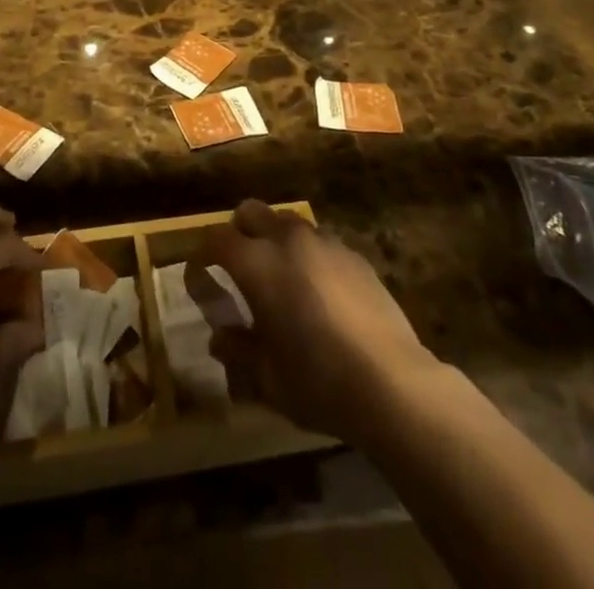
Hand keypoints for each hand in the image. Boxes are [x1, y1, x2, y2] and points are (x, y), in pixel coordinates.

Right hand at [190, 200, 436, 445]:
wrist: (392, 383)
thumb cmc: (318, 381)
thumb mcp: (267, 377)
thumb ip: (238, 349)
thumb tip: (219, 337)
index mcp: (258, 263)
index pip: (218, 239)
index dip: (204, 252)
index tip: (201, 272)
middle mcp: (288, 241)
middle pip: (251, 212)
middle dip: (238, 231)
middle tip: (238, 267)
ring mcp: (325, 243)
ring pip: (287, 222)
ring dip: (275, 239)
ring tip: (281, 277)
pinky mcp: (355, 255)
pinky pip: (320, 242)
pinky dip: (308, 255)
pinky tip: (319, 292)